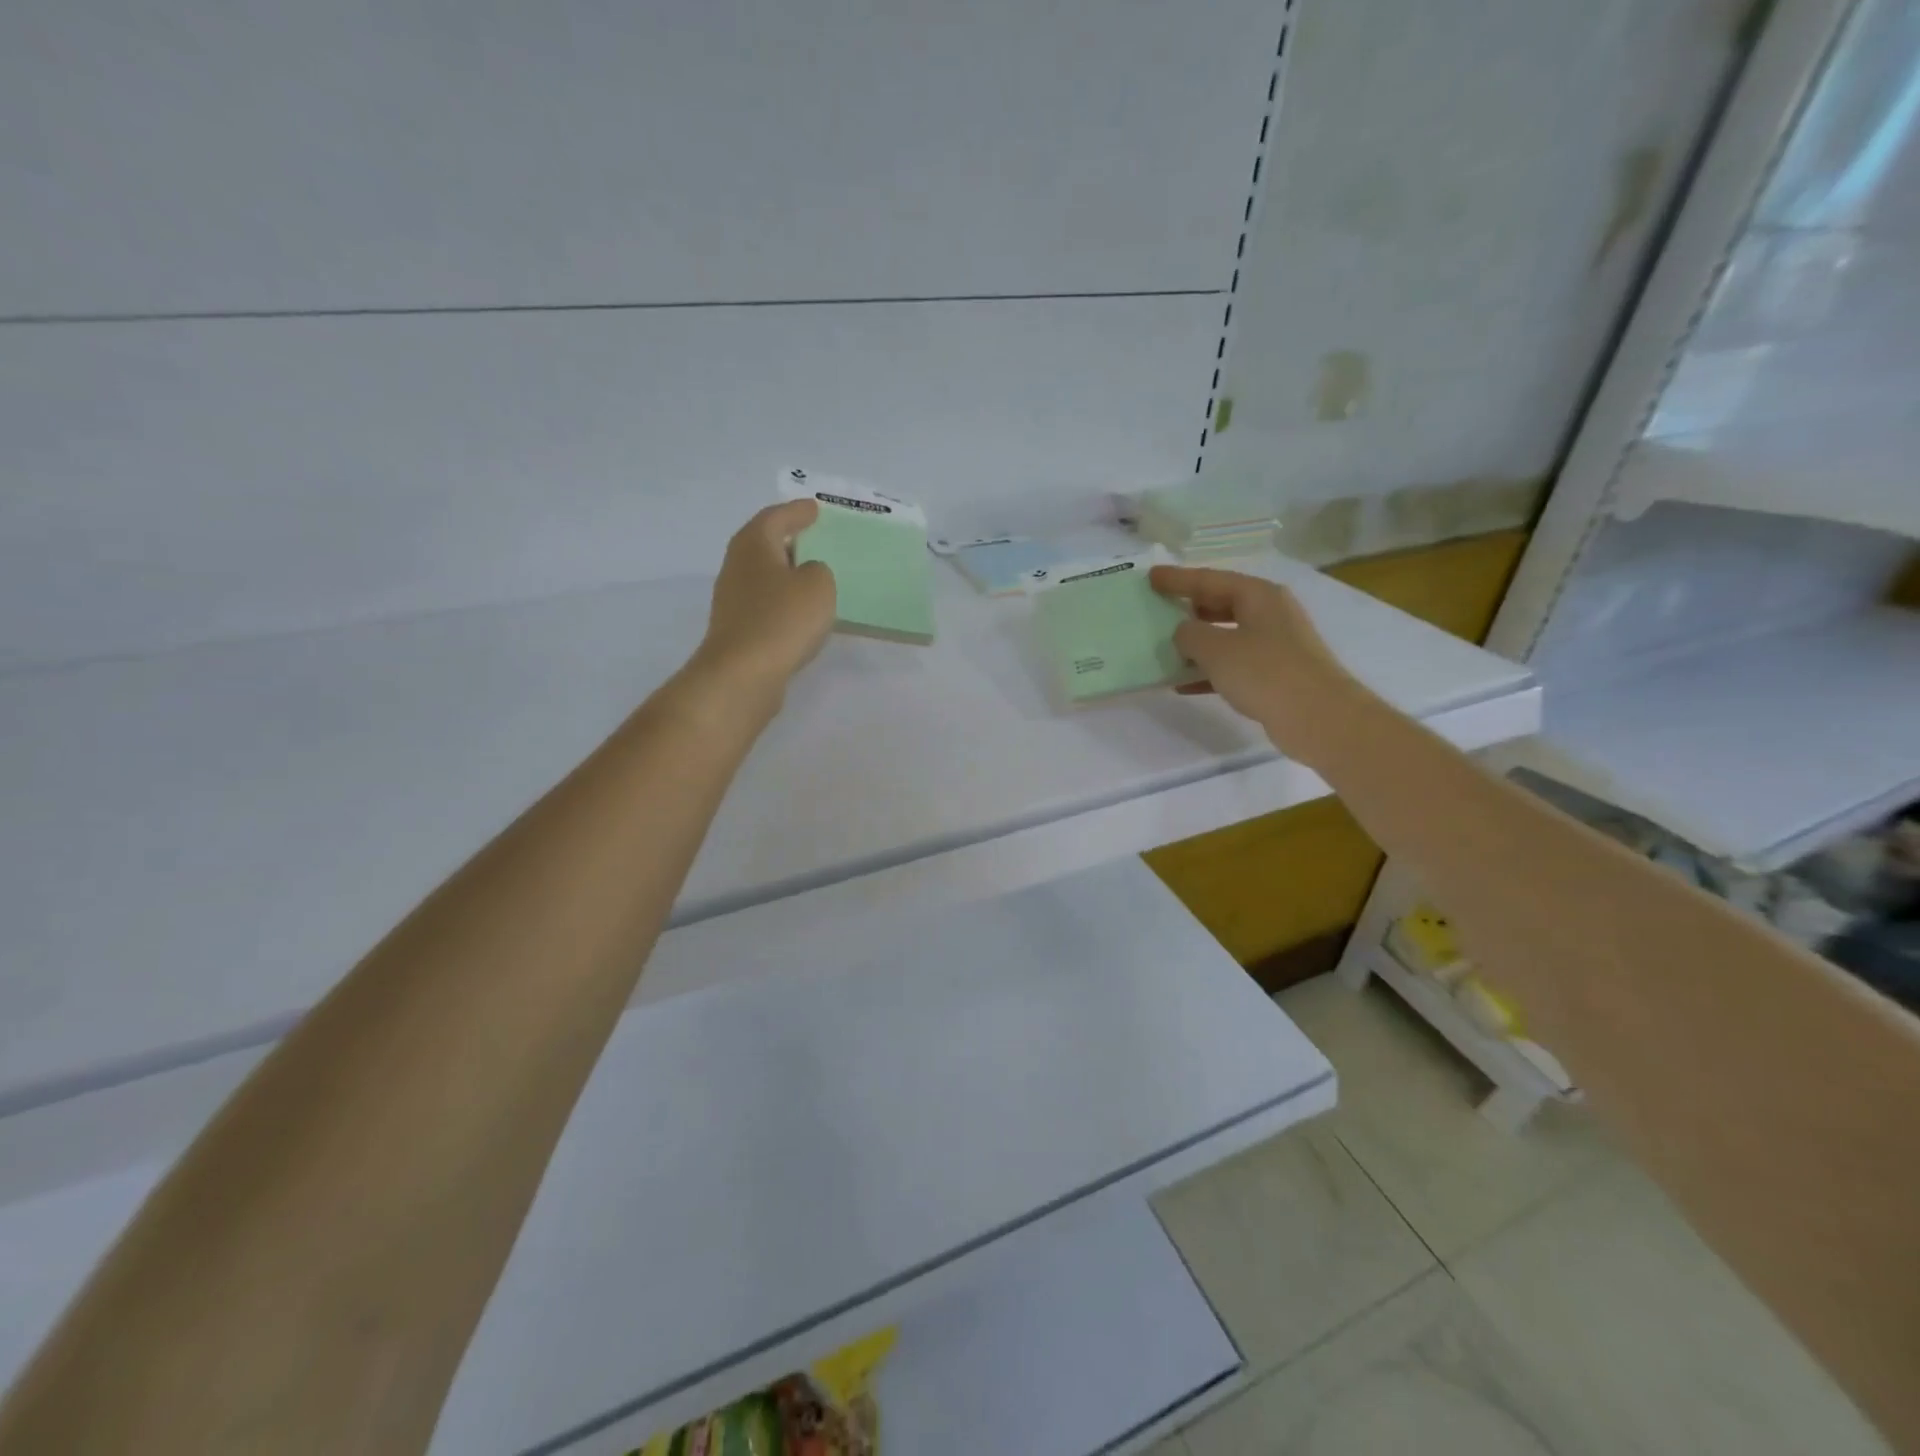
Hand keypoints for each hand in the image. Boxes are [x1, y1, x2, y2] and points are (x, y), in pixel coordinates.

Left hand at [688, 501, 836, 712]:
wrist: (743, 674)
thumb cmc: (782, 620)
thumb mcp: (818, 585)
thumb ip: (818, 571)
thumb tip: (806, 575)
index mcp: (753, 545)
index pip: (775, 517)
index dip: (797, 512)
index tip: (815, 509)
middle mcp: (737, 567)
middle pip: (763, 544)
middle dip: (787, 539)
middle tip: (814, 537)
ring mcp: (733, 600)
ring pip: (764, 576)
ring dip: (785, 573)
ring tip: (812, 576)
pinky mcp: (738, 630)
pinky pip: (766, 604)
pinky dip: (783, 602)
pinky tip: (801, 613)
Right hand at [1151, 564, 1358, 758]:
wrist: (1318, 717)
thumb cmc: (1265, 672)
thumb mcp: (1216, 649)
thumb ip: (1189, 634)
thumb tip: (1183, 632)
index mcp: (1257, 595)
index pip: (1209, 579)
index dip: (1177, 579)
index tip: (1151, 577)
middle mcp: (1269, 613)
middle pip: (1220, 604)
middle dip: (1188, 608)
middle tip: (1158, 610)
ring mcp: (1275, 644)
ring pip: (1226, 636)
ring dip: (1196, 644)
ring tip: (1164, 649)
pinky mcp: (1275, 674)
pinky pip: (1233, 664)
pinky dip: (1209, 670)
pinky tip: (1184, 684)